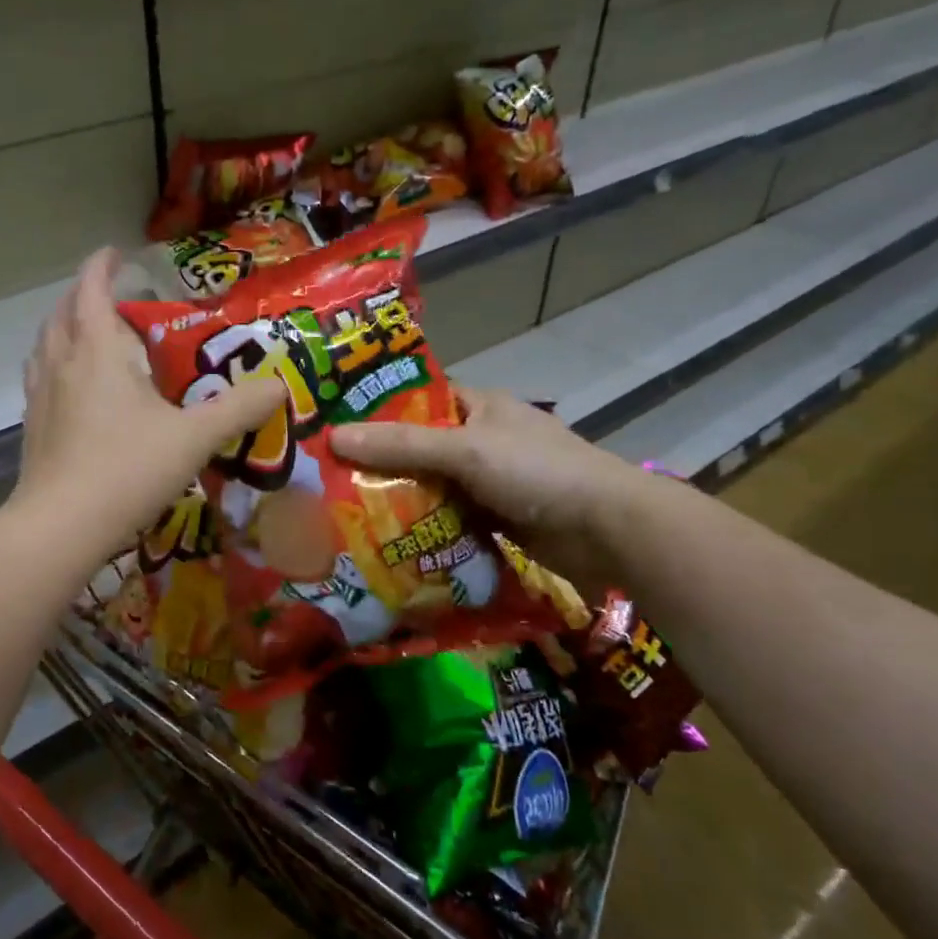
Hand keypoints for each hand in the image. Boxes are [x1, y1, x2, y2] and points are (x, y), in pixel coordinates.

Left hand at [13, 249, 284, 560]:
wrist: (61, 527)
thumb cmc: (127, 471)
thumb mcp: (193, 438)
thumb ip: (238, 409)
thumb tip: (280, 385)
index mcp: (96, 352)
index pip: (92, 290)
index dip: (101, 266)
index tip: (115, 251)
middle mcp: (62, 364)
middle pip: (63, 313)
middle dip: (83, 294)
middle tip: (108, 293)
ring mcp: (40, 397)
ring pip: (45, 345)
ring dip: (63, 328)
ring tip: (85, 333)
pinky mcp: (32, 427)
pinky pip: (40, 378)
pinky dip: (54, 365)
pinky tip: (70, 388)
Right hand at [331, 384, 652, 589]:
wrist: (608, 530)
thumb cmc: (537, 472)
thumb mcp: (465, 450)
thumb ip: (401, 444)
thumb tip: (333, 437)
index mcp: (479, 406)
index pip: (418, 399)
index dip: (378, 409)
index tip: (335, 426)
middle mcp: (482, 439)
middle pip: (419, 446)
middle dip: (381, 461)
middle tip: (329, 476)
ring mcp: (490, 481)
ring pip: (432, 485)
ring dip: (400, 499)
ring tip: (345, 510)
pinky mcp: (496, 518)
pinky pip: (449, 518)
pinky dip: (425, 527)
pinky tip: (388, 539)